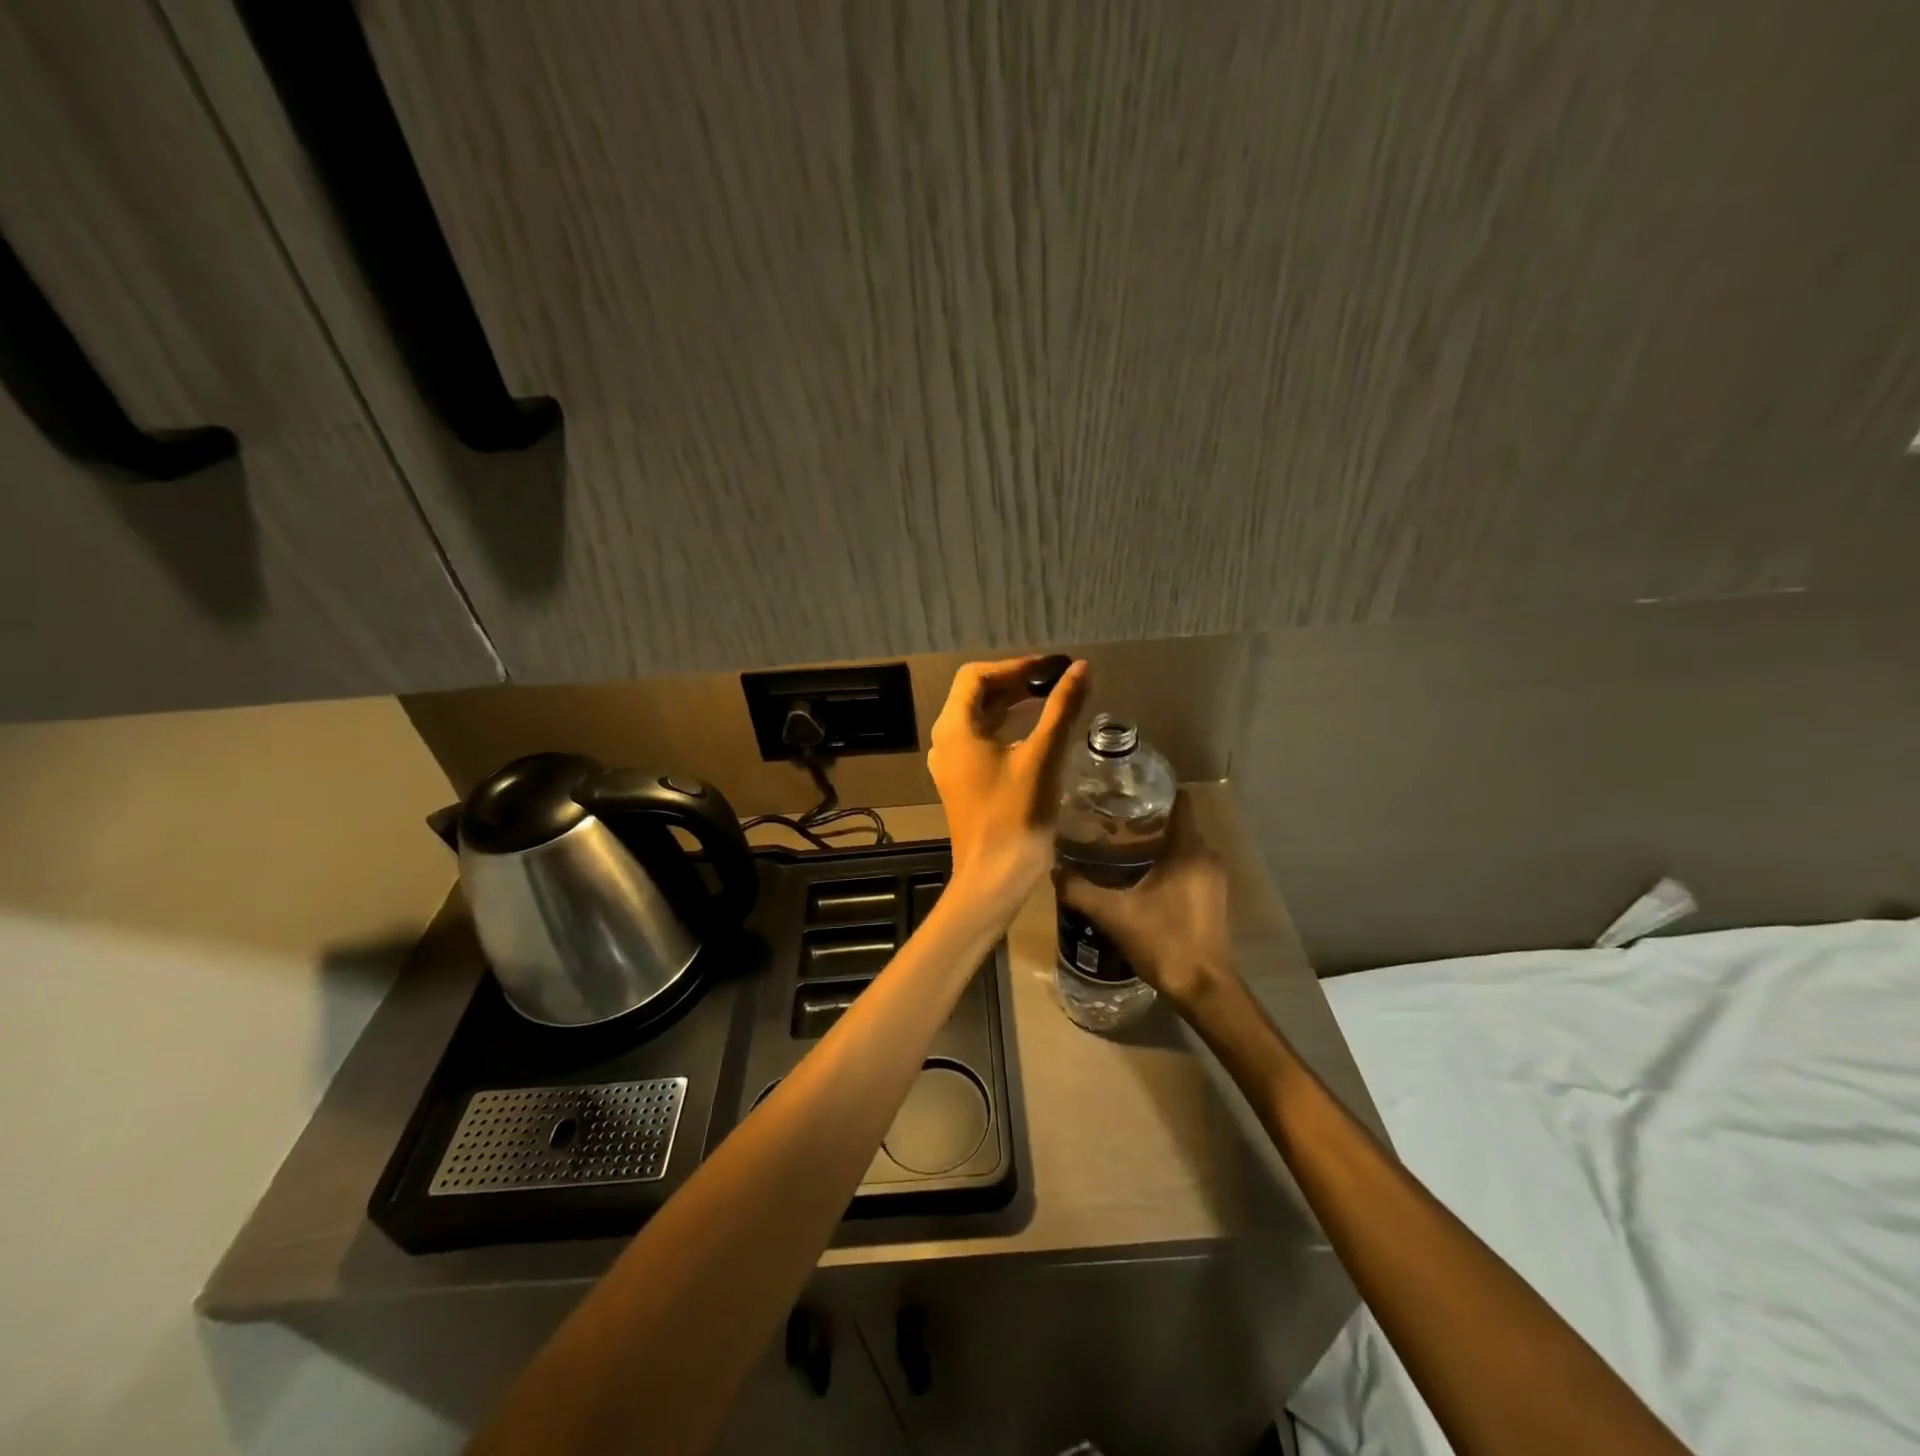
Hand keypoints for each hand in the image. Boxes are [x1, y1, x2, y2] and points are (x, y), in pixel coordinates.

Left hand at [927, 656, 1089, 908]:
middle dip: (1015, 682)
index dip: (1015, 666)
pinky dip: (1006, 727)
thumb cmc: (1016, 814)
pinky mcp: (962, 781)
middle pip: (976, 695)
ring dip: (1012, 704)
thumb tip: (1081, 669)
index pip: (976, 676)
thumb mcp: (1043, 756)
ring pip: (979, 718)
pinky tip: (1036, 731)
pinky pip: (981, 741)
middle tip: (1055, 680)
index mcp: (954, 728)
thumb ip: (1061, 708)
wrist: (995, 875)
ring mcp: (950, 763)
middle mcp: (944, 741)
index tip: (1051, 668)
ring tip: (1050, 698)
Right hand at [1055, 793, 1234, 1006]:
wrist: (1204, 989)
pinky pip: (1186, 865)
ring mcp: (1213, 878)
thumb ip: (1081, 890)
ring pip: (1181, 845)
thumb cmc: (1165, 942)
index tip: (1123, 792)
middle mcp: (1207, 857)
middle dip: (1145, 819)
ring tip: (1116, 847)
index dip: (1153, 792)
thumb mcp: (1115, 915)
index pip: (1179, 802)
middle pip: (1177, 823)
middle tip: (1109, 820)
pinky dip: (1164, 862)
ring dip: (1154, 843)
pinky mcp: (1211, 897)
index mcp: (1190, 850)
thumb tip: (1054, 870)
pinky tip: (1136, 876)